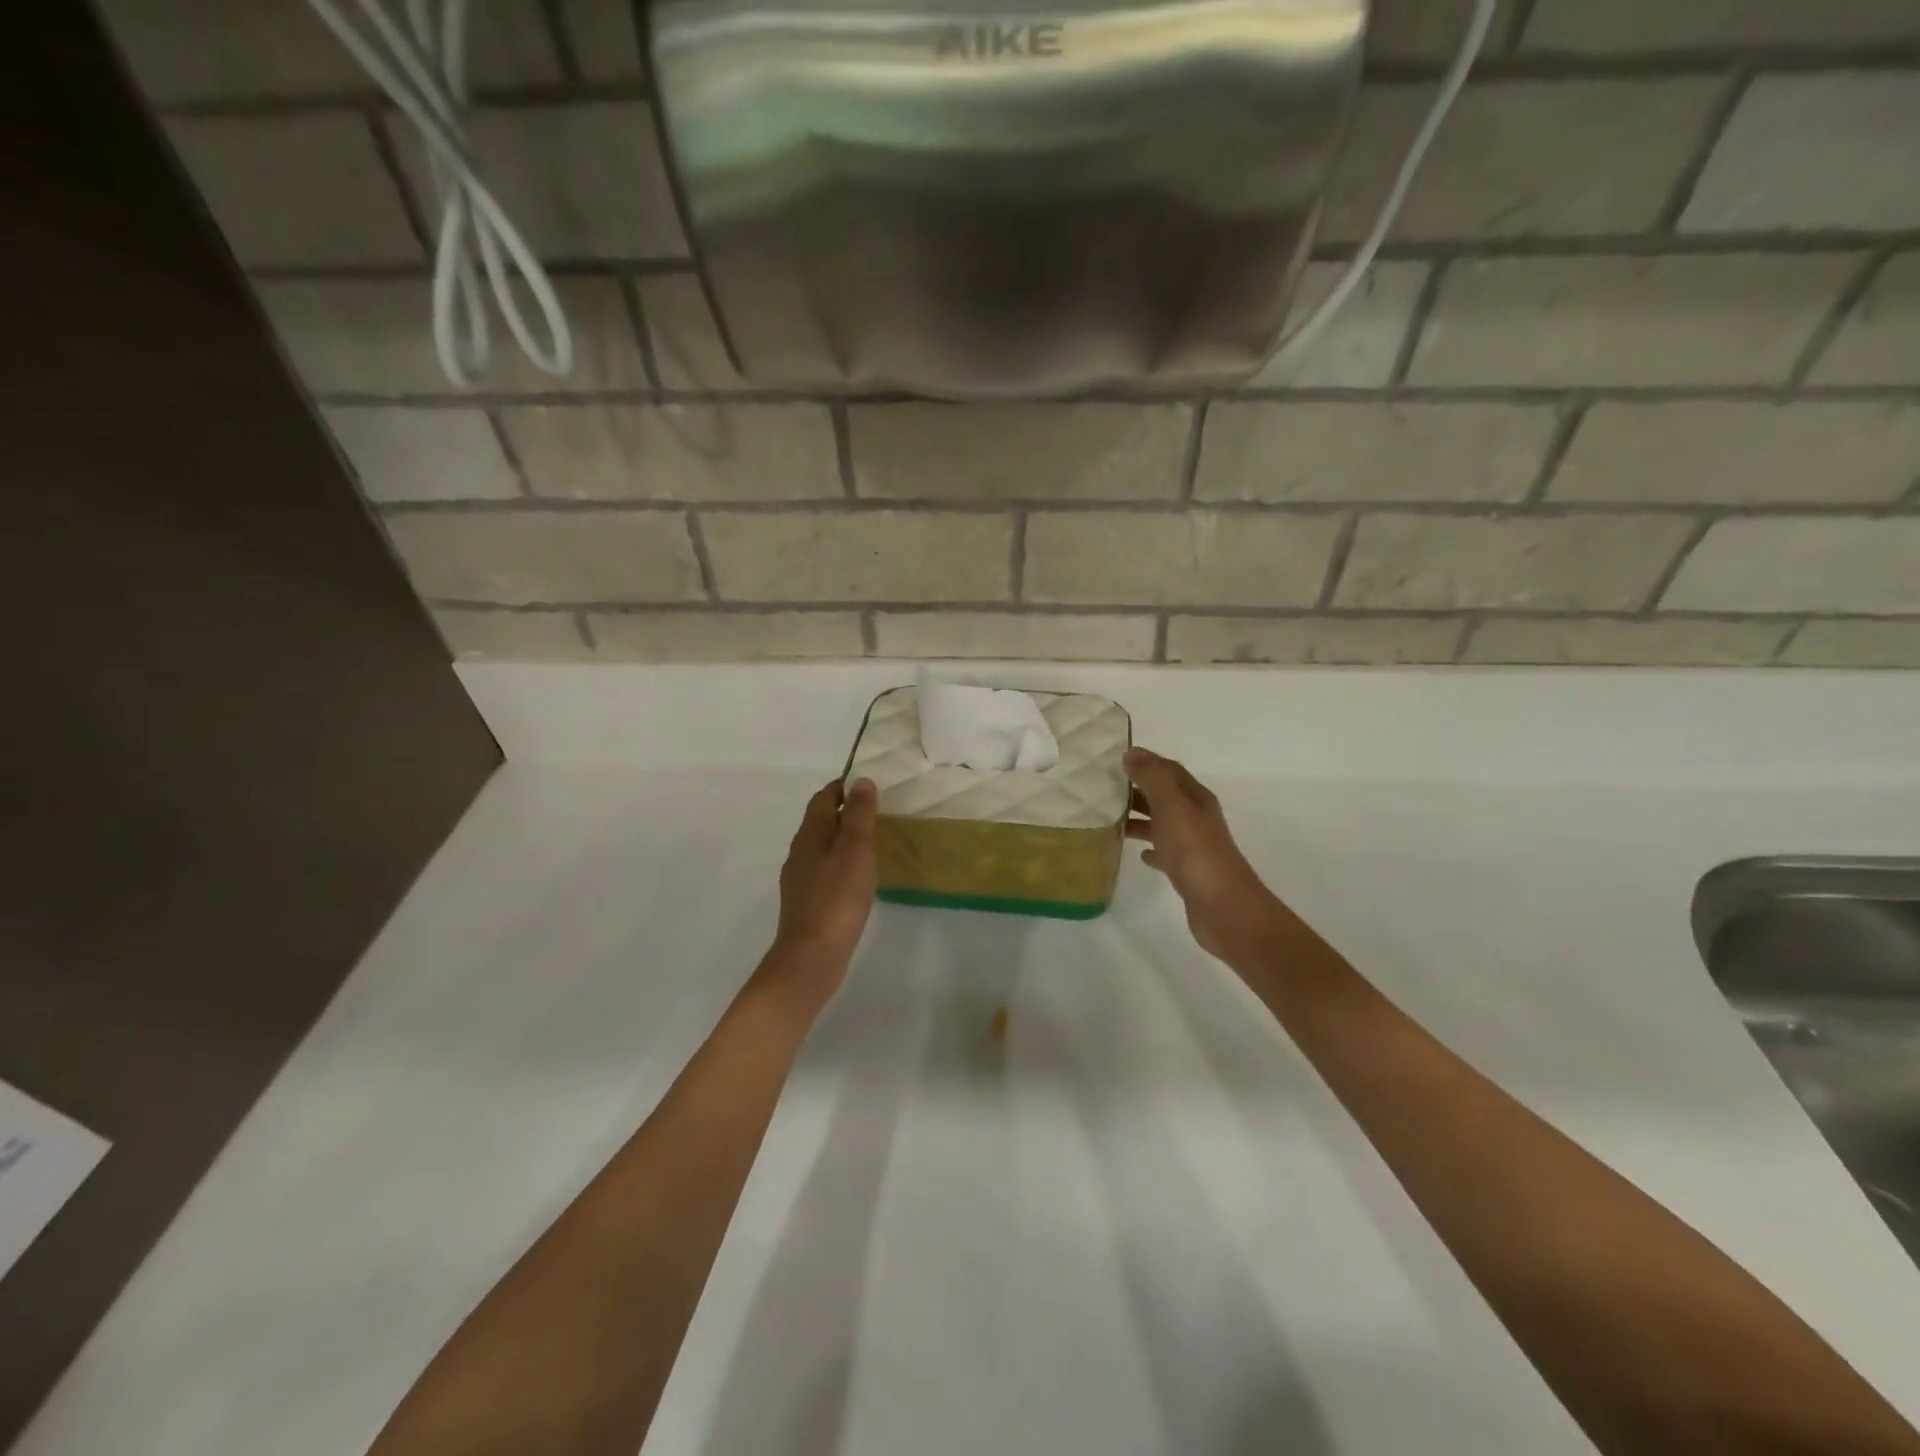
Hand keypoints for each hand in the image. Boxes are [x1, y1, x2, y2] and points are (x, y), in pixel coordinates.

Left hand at [771, 777, 878, 972]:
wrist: (811, 957)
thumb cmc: (836, 899)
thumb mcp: (855, 851)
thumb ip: (859, 815)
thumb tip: (860, 781)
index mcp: (809, 835)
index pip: (824, 798)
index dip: (844, 787)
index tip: (870, 785)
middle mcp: (800, 852)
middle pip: (821, 821)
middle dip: (846, 811)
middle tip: (879, 812)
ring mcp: (801, 879)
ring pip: (823, 846)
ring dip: (845, 838)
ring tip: (874, 842)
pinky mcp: (807, 901)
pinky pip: (826, 870)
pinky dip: (842, 862)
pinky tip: (859, 877)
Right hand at [1125, 748, 1287, 966]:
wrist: (1224, 907)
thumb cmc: (1195, 852)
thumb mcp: (1172, 808)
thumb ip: (1153, 779)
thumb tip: (1133, 753)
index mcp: (1196, 798)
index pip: (1169, 770)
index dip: (1146, 762)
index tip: (1115, 760)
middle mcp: (1197, 818)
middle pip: (1165, 796)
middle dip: (1138, 789)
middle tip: (1104, 789)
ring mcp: (1194, 846)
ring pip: (1163, 823)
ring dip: (1140, 819)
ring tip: (1111, 820)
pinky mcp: (1188, 871)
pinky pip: (1165, 852)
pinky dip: (1151, 848)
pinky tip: (1138, 854)